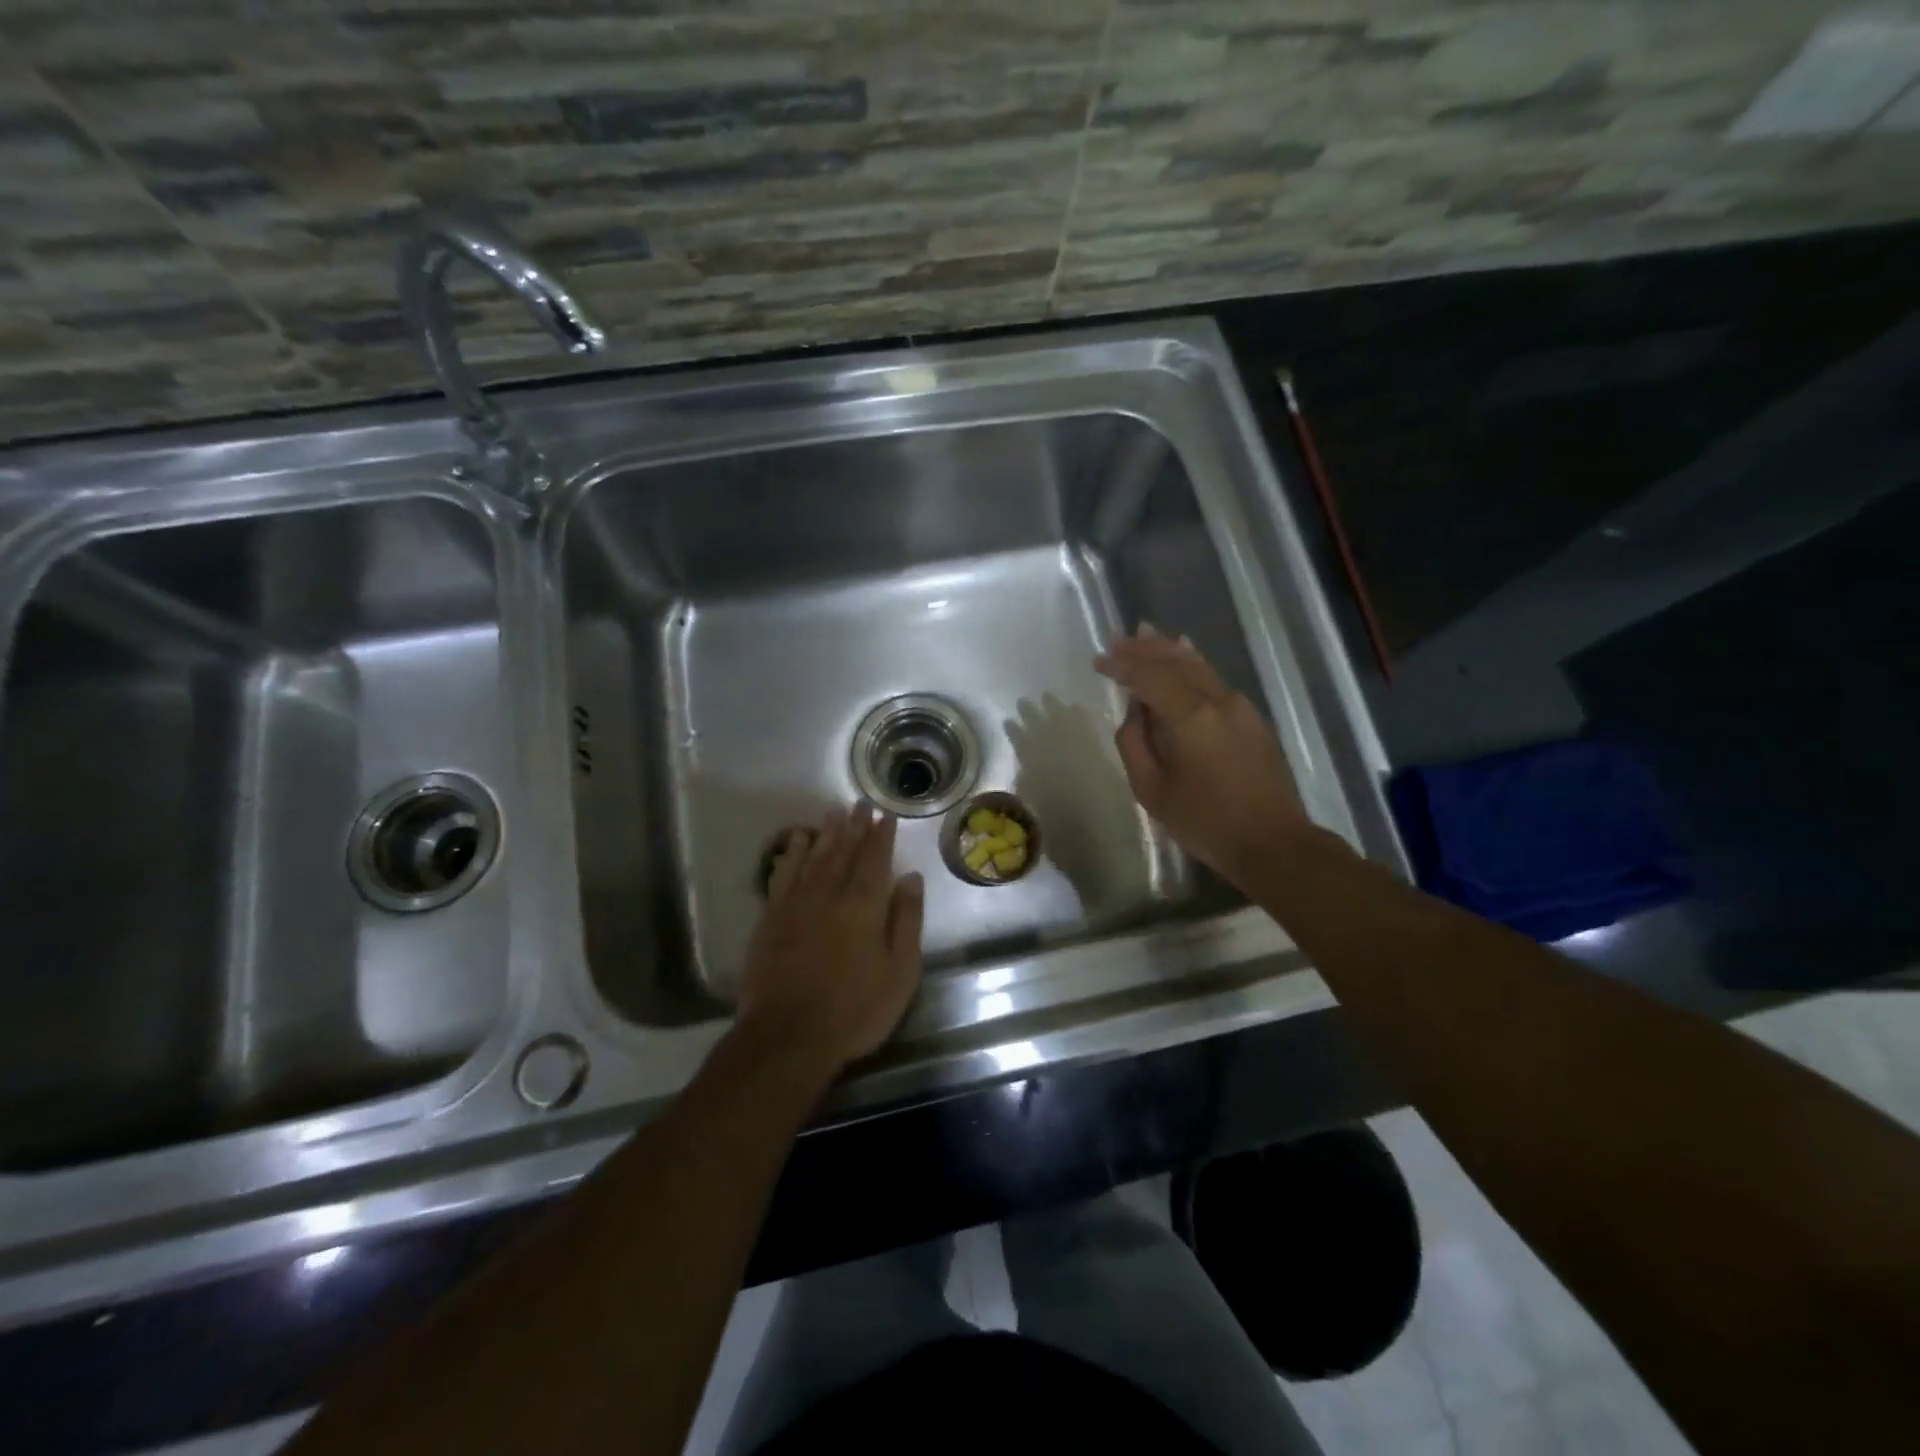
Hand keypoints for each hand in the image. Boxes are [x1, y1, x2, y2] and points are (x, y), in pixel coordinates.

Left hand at [737, 803, 924, 1076]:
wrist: (789, 1035)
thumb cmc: (855, 1009)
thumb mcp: (900, 972)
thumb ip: (907, 921)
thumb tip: (911, 878)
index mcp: (865, 905)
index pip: (876, 859)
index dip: (882, 835)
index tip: (886, 814)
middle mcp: (830, 893)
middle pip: (845, 851)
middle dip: (855, 826)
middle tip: (861, 803)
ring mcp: (797, 903)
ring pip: (814, 856)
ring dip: (826, 833)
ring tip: (834, 812)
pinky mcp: (771, 917)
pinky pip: (783, 874)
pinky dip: (791, 854)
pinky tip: (796, 841)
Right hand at [1095, 627, 1311, 889]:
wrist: (1272, 842)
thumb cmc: (1204, 821)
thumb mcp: (1151, 790)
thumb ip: (1134, 743)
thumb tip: (1135, 712)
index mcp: (1189, 716)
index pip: (1148, 676)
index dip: (1121, 665)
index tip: (1099, 661)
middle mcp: (1216, 700)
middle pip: (1175, 660)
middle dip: (1144, 648)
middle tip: (1117, 639)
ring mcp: (1239, 706)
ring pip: (1198, 665)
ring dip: (1168, 649)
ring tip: (1145, 633)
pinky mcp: (1252, 717)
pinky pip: (1214, 678)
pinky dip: (1192, 663)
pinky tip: (1184, 654)